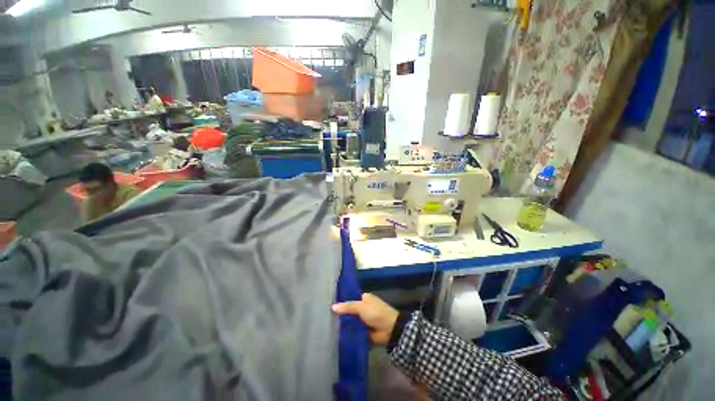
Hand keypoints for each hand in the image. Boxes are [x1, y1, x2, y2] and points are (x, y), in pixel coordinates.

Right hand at [332, 293, 398, 345]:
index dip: (342, 301)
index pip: (350, 298)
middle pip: (350, 310)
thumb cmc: (376, 313)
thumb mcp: (361, 307)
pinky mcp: (364, 332)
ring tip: (328, 327)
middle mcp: (363, 308)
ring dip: (343, 325)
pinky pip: (354, 332)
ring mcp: (363, 320)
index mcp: (364, 298)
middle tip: (326, 317)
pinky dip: (348, 333)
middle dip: (341, 314)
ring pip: (351, 321)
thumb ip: (347, 307)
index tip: (329, 304)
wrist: (390, 330)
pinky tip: (336, 335)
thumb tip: (332, 307)